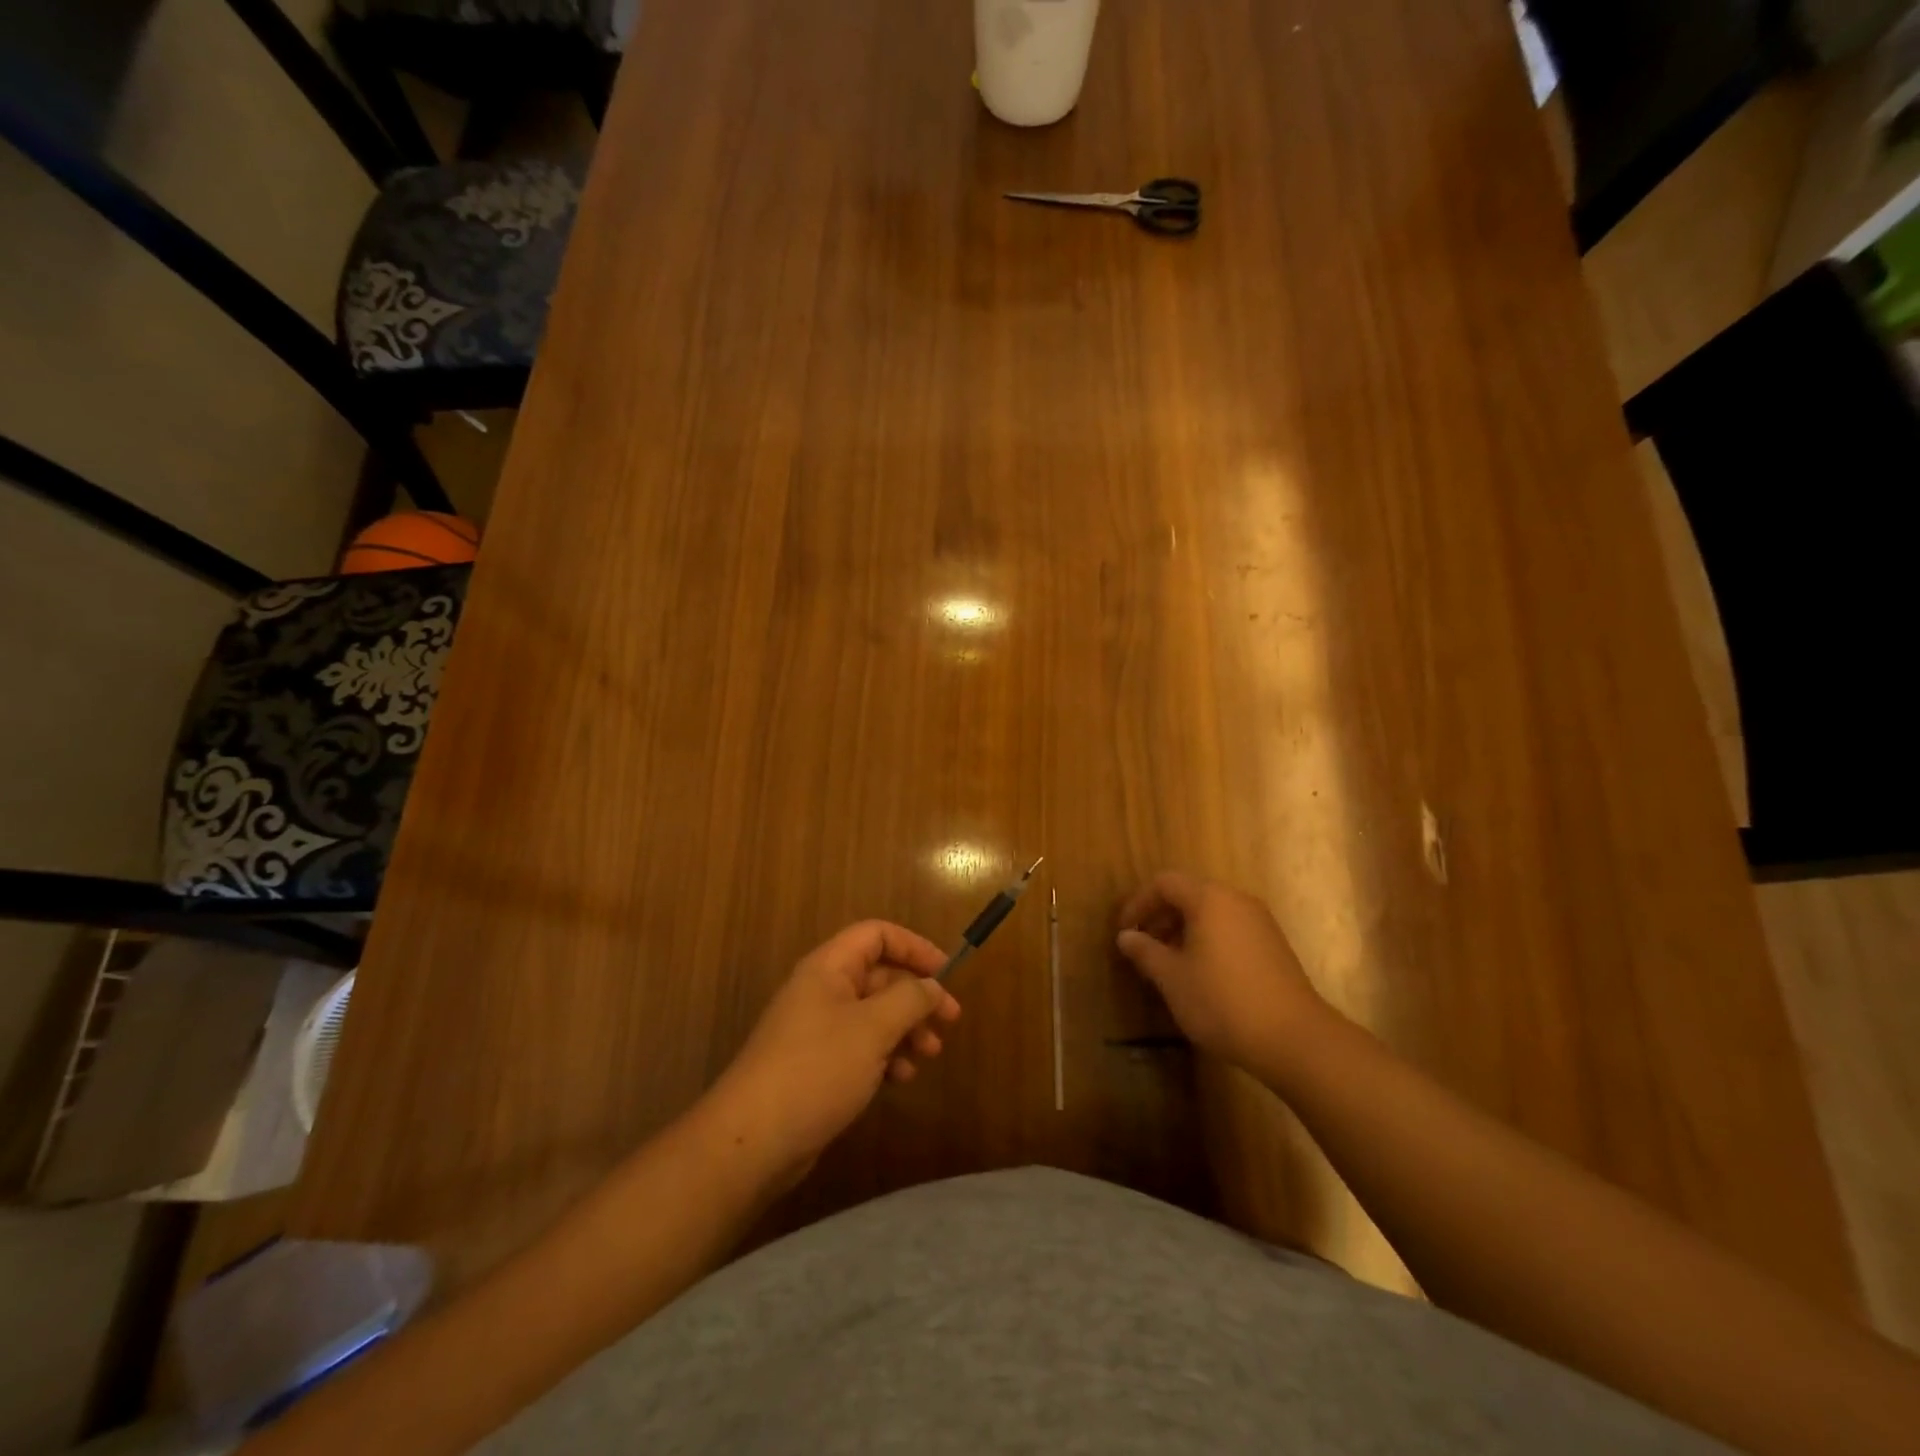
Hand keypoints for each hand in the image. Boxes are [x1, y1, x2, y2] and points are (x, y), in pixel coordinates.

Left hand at [707, 921, 961, 1188]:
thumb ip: (910, 999)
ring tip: (929, 1056)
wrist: (752, 1140)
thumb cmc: (817, 1069)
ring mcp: (817, 1029)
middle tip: (949, 1022)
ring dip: (905, 1029)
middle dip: (916, 996)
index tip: (946, 973)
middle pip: (879, 976)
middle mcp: (822, 990)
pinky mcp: (816, 1064)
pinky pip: (859, 1046)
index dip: (914, 947)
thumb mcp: (873, 1028)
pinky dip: (884, 1055)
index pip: (877, 935)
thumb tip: (932, 985)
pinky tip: (900, 1078)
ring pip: (873, 1014)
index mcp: (829, 968)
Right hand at [1115, 871, 1329, 1070]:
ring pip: (1211, 913)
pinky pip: (1231, 929)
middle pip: (1189, 894)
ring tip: (1168, 963)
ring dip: (1183, 930)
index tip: (1124, 932)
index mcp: (1209, 899)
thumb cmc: (1222, 1001)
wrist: (1295, 1039)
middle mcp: (1236, 900)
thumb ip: (1145, 951)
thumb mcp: (1172, 978)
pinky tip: (1201, 974)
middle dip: (1160, 916)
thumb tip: (1126, 936)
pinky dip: (1208, 940)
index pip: (1164, 883)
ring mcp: (1260, 922)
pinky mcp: (1274, 946)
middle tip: (1142, 947)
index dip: (1138, 904)